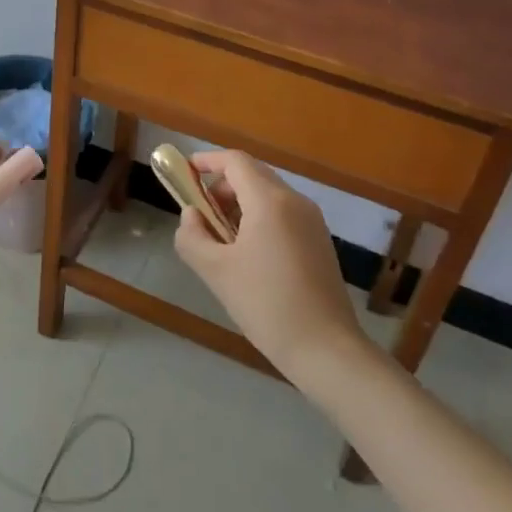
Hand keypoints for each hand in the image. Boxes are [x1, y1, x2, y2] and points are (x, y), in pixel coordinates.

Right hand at [174, 151, 365, 384]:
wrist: (326, 350)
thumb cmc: (266, 305)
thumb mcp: (216, 272)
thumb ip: (192, 236)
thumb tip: (190, 215)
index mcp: (270, 201)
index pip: (235, 161)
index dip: (207, 161)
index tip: (185, 173)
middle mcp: (295, 201)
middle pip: (252, 174)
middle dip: (222, 187)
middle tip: (202, 216)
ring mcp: (312, 221)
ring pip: (268, 195)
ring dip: (240, 205)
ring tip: (223, 241)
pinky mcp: (320, 241)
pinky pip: (284, 214)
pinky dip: (260, 219)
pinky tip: (250, 256)